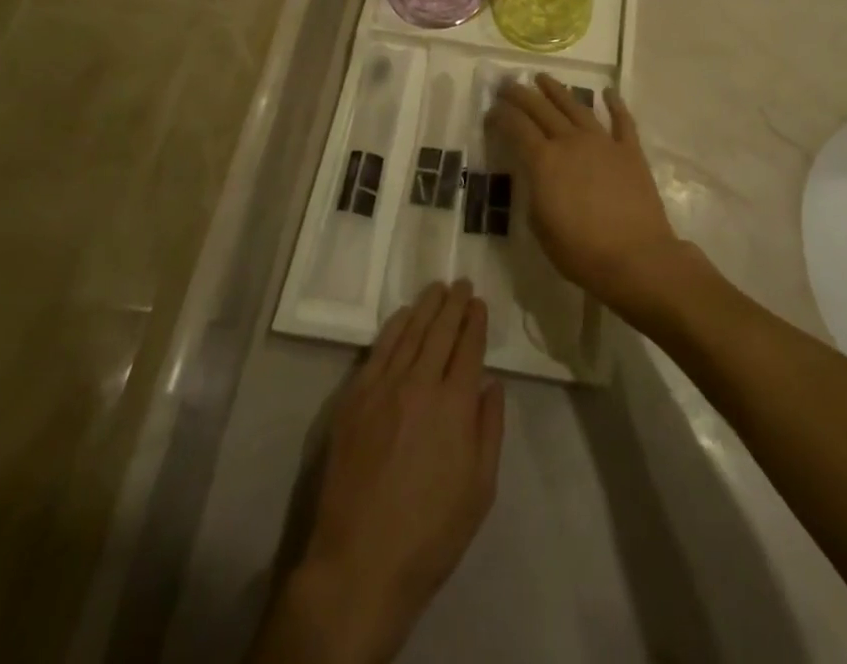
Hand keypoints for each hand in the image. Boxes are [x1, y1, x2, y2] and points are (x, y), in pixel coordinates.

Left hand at [261, 282, 503, 663]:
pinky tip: (402, 315)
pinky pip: (378, 350)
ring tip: (437, 288)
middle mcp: (420, 384)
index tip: (479, 302)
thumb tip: (492, 385)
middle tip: (462, 282)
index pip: (469, 347)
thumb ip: (490, 430)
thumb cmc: (430, 534)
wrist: (359, 563)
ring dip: (426, 306)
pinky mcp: (354, 398)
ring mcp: (383, 388)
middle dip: (454, 303)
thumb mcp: (480, 490)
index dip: (475, 321)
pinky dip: (394, 327)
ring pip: (409, 332)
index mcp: (455, 405)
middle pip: (440, 331)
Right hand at [487, 75, 689, 323]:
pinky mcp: (630, 151)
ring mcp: (603, 142)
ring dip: (557, 91)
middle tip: (508, 84)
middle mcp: (571, 142)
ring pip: (576, 107)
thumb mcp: (540, 226)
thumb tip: (535, 173)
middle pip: (542, 110)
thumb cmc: (581, 251)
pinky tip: (608, 92)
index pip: (516, 127)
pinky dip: (615, 104)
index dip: (501, 116)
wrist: (636, 258)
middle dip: (522, 95)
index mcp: (544, 161)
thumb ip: (534, 191)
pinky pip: (622, 121)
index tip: (491, 111)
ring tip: (543, 78)